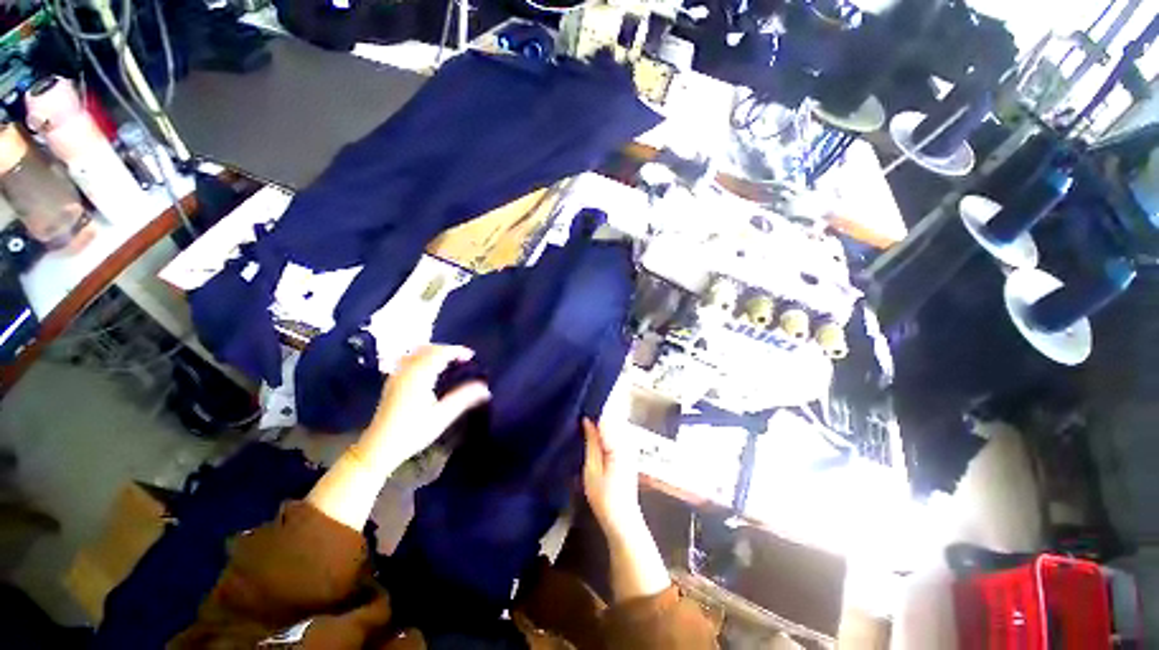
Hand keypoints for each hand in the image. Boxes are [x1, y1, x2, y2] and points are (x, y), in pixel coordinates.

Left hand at [359, 345, 489, 468]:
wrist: (379, 448)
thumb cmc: (413, 432)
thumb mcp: (442, 416)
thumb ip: (464, 398)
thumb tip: (485, 388)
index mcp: (420, 375)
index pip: (440, 353)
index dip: (457, 351)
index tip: (471, 356)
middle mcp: (406, 371)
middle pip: (427, 349)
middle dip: (446, 349)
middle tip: (462, 357)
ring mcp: (396, 375)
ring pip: (416, 353)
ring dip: (434, 352)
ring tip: (448, 361)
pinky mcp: (392, 383)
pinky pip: (409, 359)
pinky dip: (423, 357)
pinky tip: (429, 369)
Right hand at [582, 418, 642, 533]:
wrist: (623, 519)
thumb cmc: (604, 498)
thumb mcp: (591, 469)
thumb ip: (591, 442)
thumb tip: (587, 419)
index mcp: (619, 445)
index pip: (606, 418)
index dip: (593, 410)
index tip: (580, 405)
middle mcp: (628, 441)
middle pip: (612, 418)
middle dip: (597, 413)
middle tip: (579, 410)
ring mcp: (630, 446)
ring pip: (614, 424)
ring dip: (600, 421)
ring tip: (584, 420)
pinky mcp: (629, 451)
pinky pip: (616, 433)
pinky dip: (605, 430)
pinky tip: (594, 432)